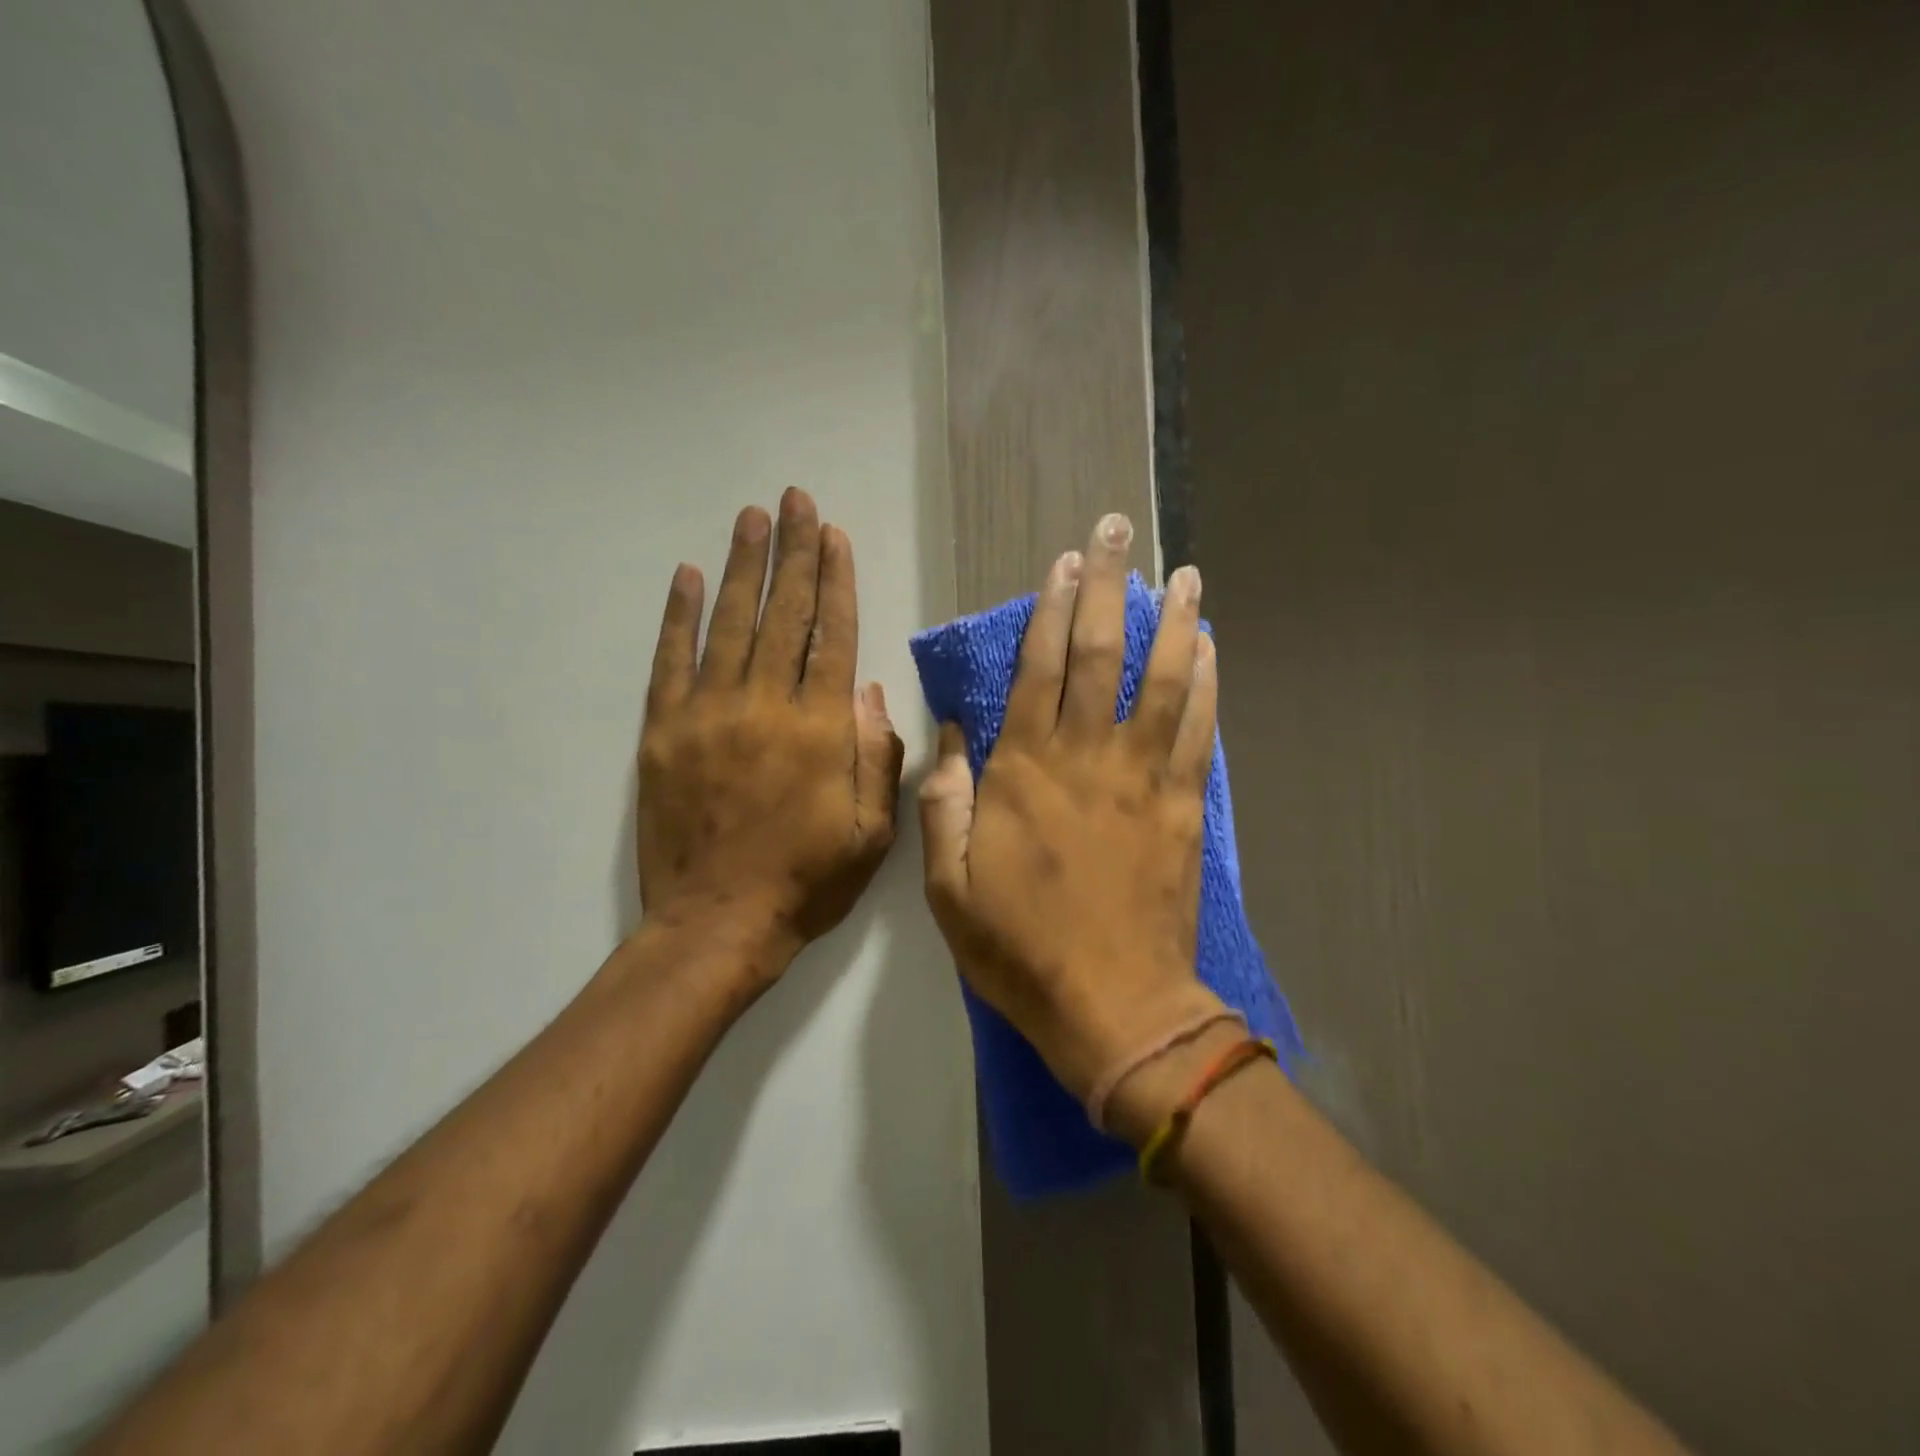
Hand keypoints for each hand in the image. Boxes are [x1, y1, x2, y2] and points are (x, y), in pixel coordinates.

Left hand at [638, 488, 904, 993]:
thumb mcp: (871, 832)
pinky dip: (678, 615)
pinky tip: (688, 575)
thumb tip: (868, 691)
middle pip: (783, 614)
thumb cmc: (806, 881)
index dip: (835, 581)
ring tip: (751, 517)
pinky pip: (671, 660)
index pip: (831, 636)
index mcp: (820, 730)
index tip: (834, 535)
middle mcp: (765, 706)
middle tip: (795, 500)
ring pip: (729, 623)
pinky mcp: (663, 731)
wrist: (717, 924)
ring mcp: (707, 714)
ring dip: (742, 566)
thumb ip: (876, 755)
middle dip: (793, 553)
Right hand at [918, 513, 1225, 1103]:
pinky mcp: (1183, 805)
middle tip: (1119, 530)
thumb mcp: (947, 885)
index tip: (1064, 563)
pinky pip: (1198, 730)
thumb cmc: (1019, 947)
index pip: (1038, 669)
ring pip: (1161, 680)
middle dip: (1108, 586)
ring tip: (1182, 572)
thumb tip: (951, 735)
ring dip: (1173, 620)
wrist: (1112, 1005)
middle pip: (1100, 654)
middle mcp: (1085, 757)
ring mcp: (1142, 777)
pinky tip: (1211, 646)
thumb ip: (945, 802)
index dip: (1050, 610)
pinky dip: (1207, 683)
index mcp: (1023, 772)